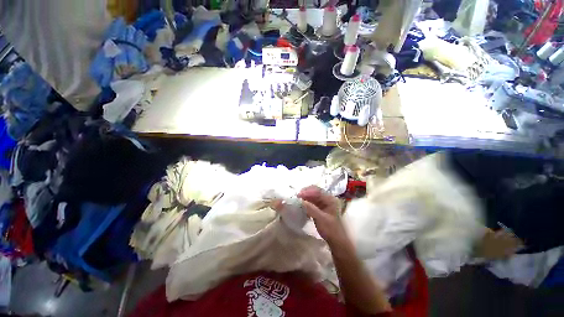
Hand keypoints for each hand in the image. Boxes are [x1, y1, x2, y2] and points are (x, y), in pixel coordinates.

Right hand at [297, 185, 346, 245]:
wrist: (336, 240)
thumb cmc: (330, 229)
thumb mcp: (320, 219)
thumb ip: (311, 209)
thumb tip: (301, 201)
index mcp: (330, 199)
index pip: (318, 191)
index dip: (308, 191)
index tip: (298, 195)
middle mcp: (328, 198)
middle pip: (315, 191)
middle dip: (306, 192)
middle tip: (297, 196)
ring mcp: (324, 202)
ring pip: (313, 196)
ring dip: (306, 197)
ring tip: (298, 199)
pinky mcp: (321, 207)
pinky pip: (312, 201)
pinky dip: (307, 201)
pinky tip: (302, 204)